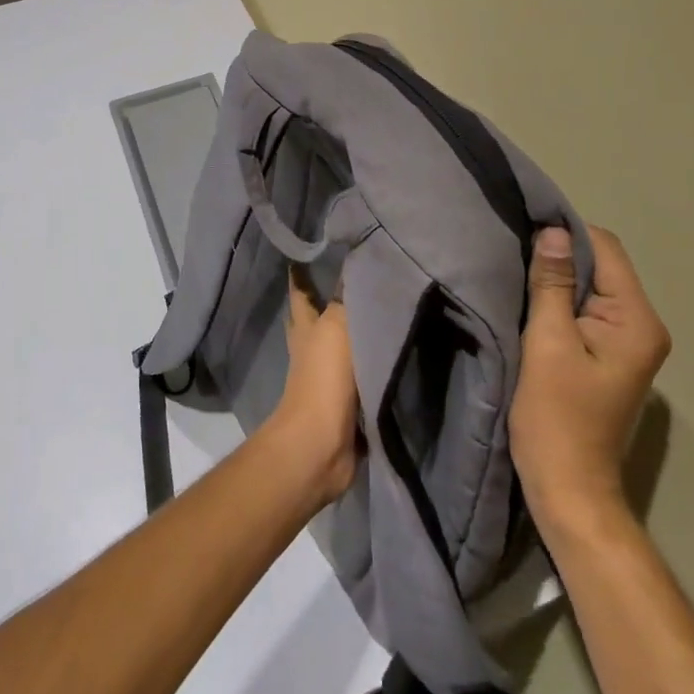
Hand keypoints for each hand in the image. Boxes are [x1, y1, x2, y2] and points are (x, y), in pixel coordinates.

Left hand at [264, 271, 361, 505]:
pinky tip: (392, 354)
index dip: (302, 271)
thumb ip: (349, 298)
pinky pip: (363, 374)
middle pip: (318, 317)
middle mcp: (313, 348)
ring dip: (356, 332)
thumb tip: (360, 262)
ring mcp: (328, 377)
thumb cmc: (324, 377)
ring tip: (382, 311)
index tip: (310, 250)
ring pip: (342, 346)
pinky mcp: (347, 403)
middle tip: (354, 279)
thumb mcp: (337, 326)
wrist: (322, 443)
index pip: (301, 291)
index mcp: (305, 326)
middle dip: (327, 300)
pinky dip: (374, 364)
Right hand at [510, 225, 670, 532]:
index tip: (522, 225)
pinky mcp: (609, 354)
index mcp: (636, 320)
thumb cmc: (556, 416)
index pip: (605, 249)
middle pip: (600, 265)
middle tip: (512, 246)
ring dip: (556, 278)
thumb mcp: (547, 342)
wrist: (568, 487)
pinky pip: (585, 309)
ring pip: (591, 286)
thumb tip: (552, 231)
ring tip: (516, 268)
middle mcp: (642, 325)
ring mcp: (628, 342)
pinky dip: (559, 300)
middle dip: (559, 254)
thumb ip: (552, 284)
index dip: (565, 232)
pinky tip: (530, 299)